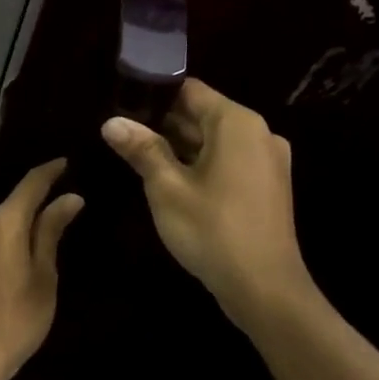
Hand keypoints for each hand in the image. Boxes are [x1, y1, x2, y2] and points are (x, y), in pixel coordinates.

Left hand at [0, 159, 83, 379]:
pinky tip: (31, 238)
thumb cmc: (18, 316)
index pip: (31, 184)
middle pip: (15, 200)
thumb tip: (70, 197)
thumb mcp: (44, 273)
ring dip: (26, 215)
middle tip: (69, 192)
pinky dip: (13, 230)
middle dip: (40, 195)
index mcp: (2, 221)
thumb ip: (51, 230)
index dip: (50, 171)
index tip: (68, 161)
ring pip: (4, 216)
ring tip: (56, 214)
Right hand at [101, 79, 322, 331]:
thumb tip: (111, 122)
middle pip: (202, 114)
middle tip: (122, 131)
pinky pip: (227, 161)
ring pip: (214, 140)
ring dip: (179, 145)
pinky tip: (169, 179)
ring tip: (137, 153)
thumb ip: (141, 149)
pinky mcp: (266, 187)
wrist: (265, 289)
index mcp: (237, 124)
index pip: (189, 90)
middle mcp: (258, 134)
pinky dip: (199, 163)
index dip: (153, 93)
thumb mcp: (167, 188)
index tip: (121, 102)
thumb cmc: (212, 230)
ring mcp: (266, 162)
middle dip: (162, 122)